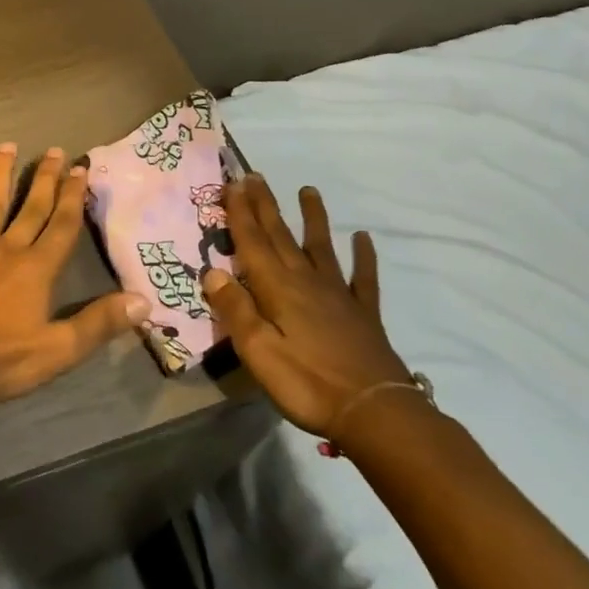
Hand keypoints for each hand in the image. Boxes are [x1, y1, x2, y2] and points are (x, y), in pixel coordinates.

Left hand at [0, 144, 147, 407]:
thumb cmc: (1, 360)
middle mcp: (8, 250)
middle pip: (31, 207)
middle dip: (45, 178)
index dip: (74, 196)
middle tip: (54, 150)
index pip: (62, 225)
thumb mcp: (59, 350)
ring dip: (0, 175)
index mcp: (37, 269)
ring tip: (6, 147)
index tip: (81, 168)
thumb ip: (99, 323)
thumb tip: (143, 301)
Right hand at [201, 176, 409, 435]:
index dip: (241, 212)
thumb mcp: (258, 352)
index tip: (233, 183)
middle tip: (256, 176)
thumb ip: (236, 310)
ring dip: (312, 218)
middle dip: (266, 206)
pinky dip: (363, 256)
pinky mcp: (362, 313)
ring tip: (309, 190)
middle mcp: (306, 282)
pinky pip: (362, 277)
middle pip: (281, 236)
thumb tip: (212, 272)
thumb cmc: (308, 384)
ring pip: (320, 247)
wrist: (376, 413)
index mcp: (278, 289)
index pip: (253, 242)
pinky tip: (363, 239)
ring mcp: (338, 295)